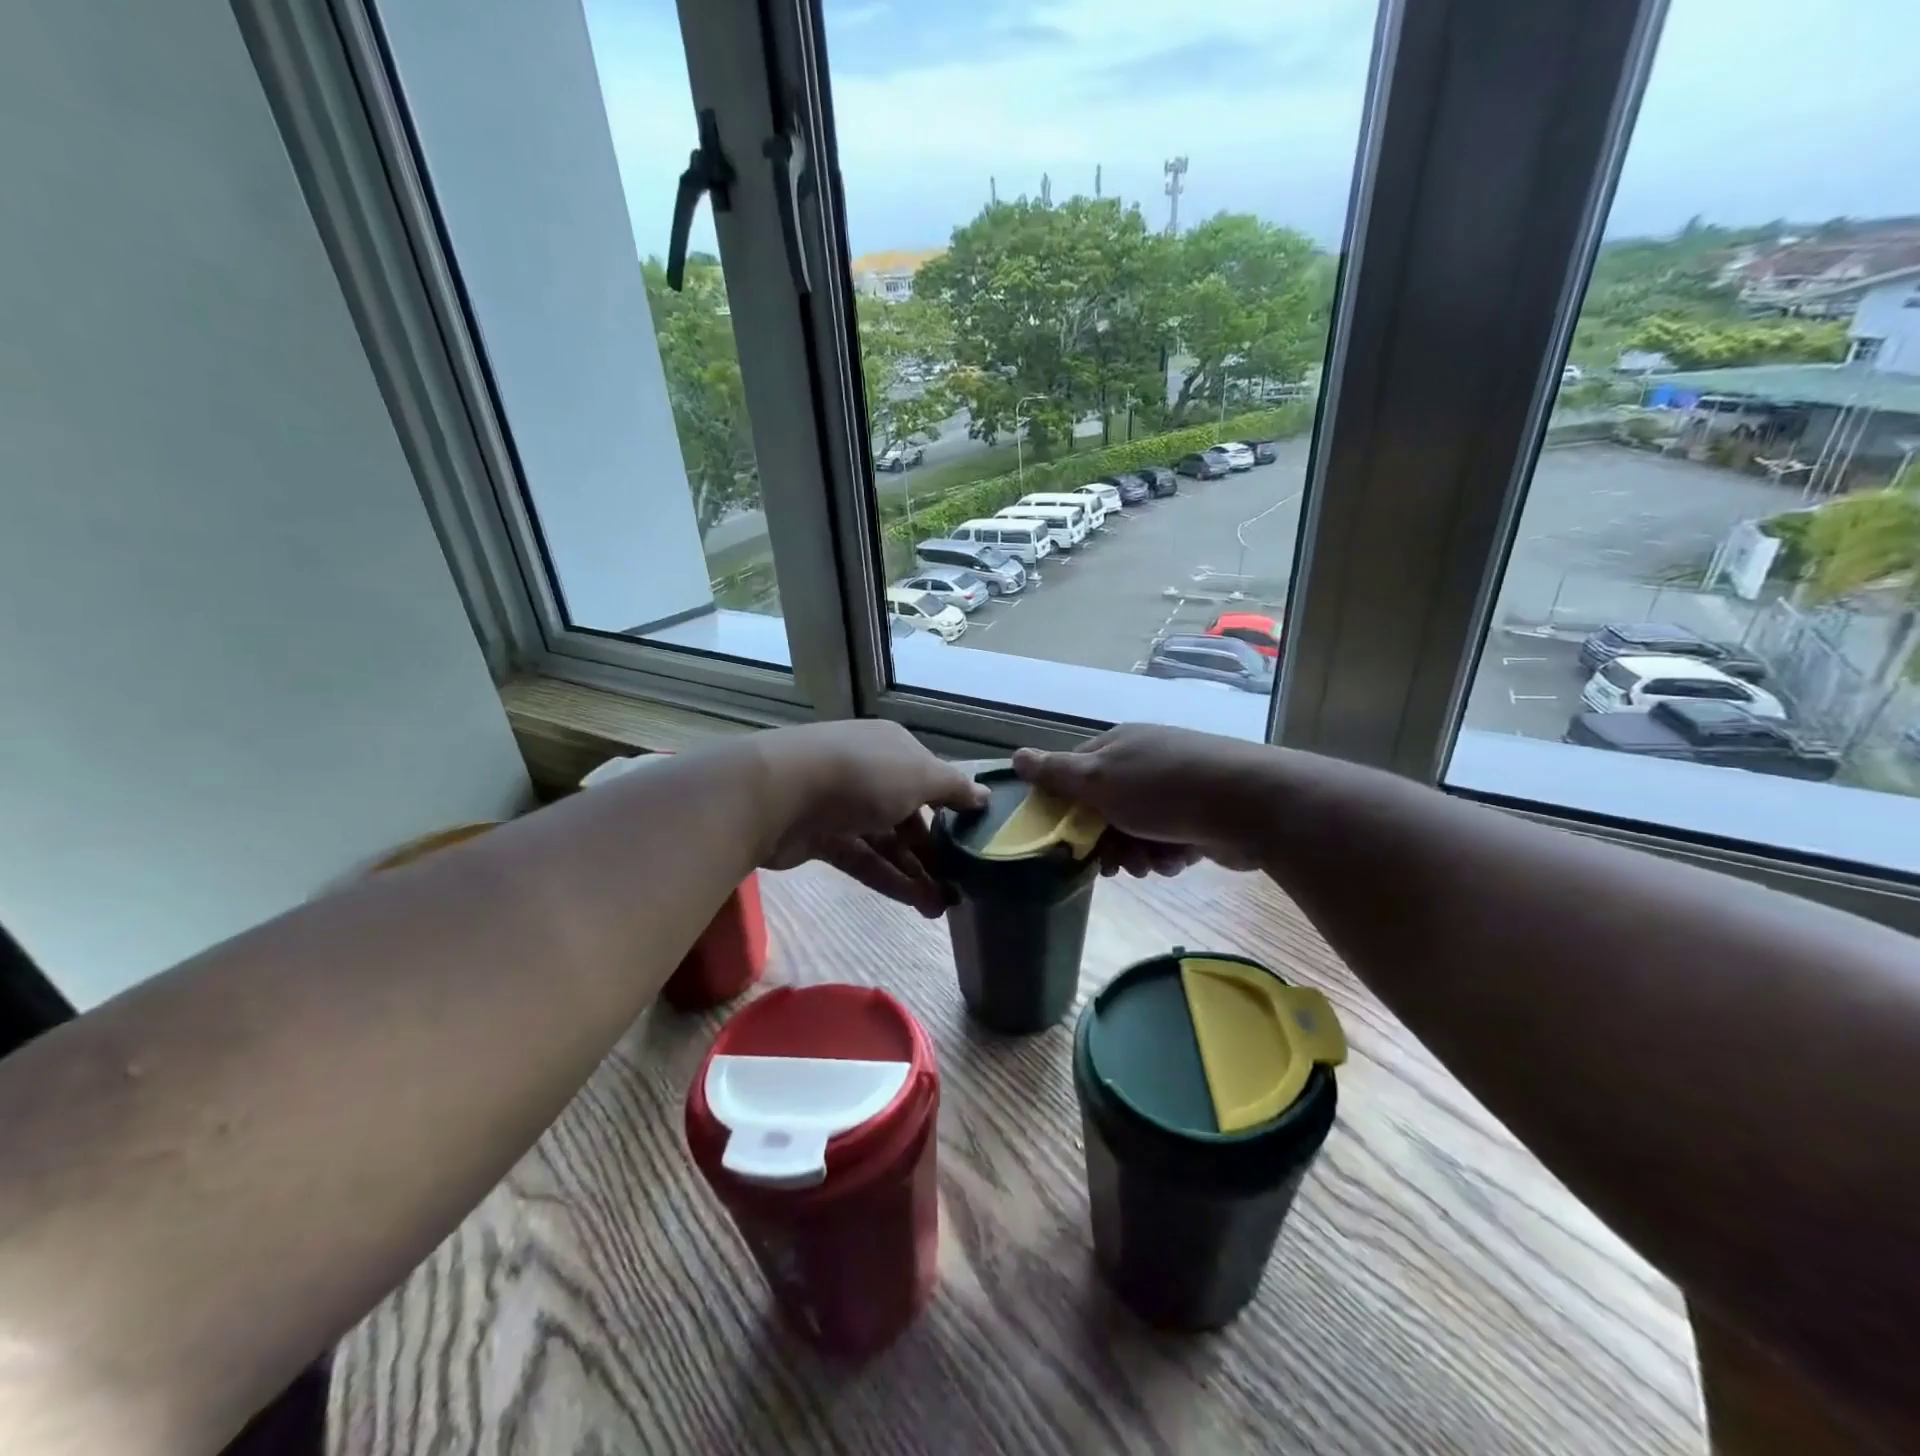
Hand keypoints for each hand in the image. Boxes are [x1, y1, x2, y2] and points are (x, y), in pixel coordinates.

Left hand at [754, 721, 987, 915]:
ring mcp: (841, 805)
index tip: (974, 843)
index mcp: (893, 749)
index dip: (953, 810)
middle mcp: (869, 772)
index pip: (930, 779)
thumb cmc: (862, 775)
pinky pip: (862, 859)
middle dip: (934, 851)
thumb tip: (984, 796)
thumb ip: (954, 788)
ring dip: (914, 872)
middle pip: (909, 815)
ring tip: (941, 907)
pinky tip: (915, 903)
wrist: (779, 792)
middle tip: (958, 886)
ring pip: (886, 841)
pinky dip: (888, 879)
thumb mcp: (921, 775)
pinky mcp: (820, 837)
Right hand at [1012, 724, 1269, 875]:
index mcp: (1117, 746)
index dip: (1066, 807)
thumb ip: (1056, 773)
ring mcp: (1176, 787)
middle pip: (1105, 807)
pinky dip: (1168, 853)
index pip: (1075, 773)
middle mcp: (1144, 761)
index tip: (1066, 840)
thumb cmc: (1162, 789)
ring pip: (1136, 828)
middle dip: (1105, 840)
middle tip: (1110, 866)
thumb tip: (1016, 756)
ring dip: (1137, 852)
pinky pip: (1169, 839)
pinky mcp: (1202, 814)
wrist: (1249, 804)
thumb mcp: (1098, 780)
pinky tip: (1177, 859)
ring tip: (1149, 863)